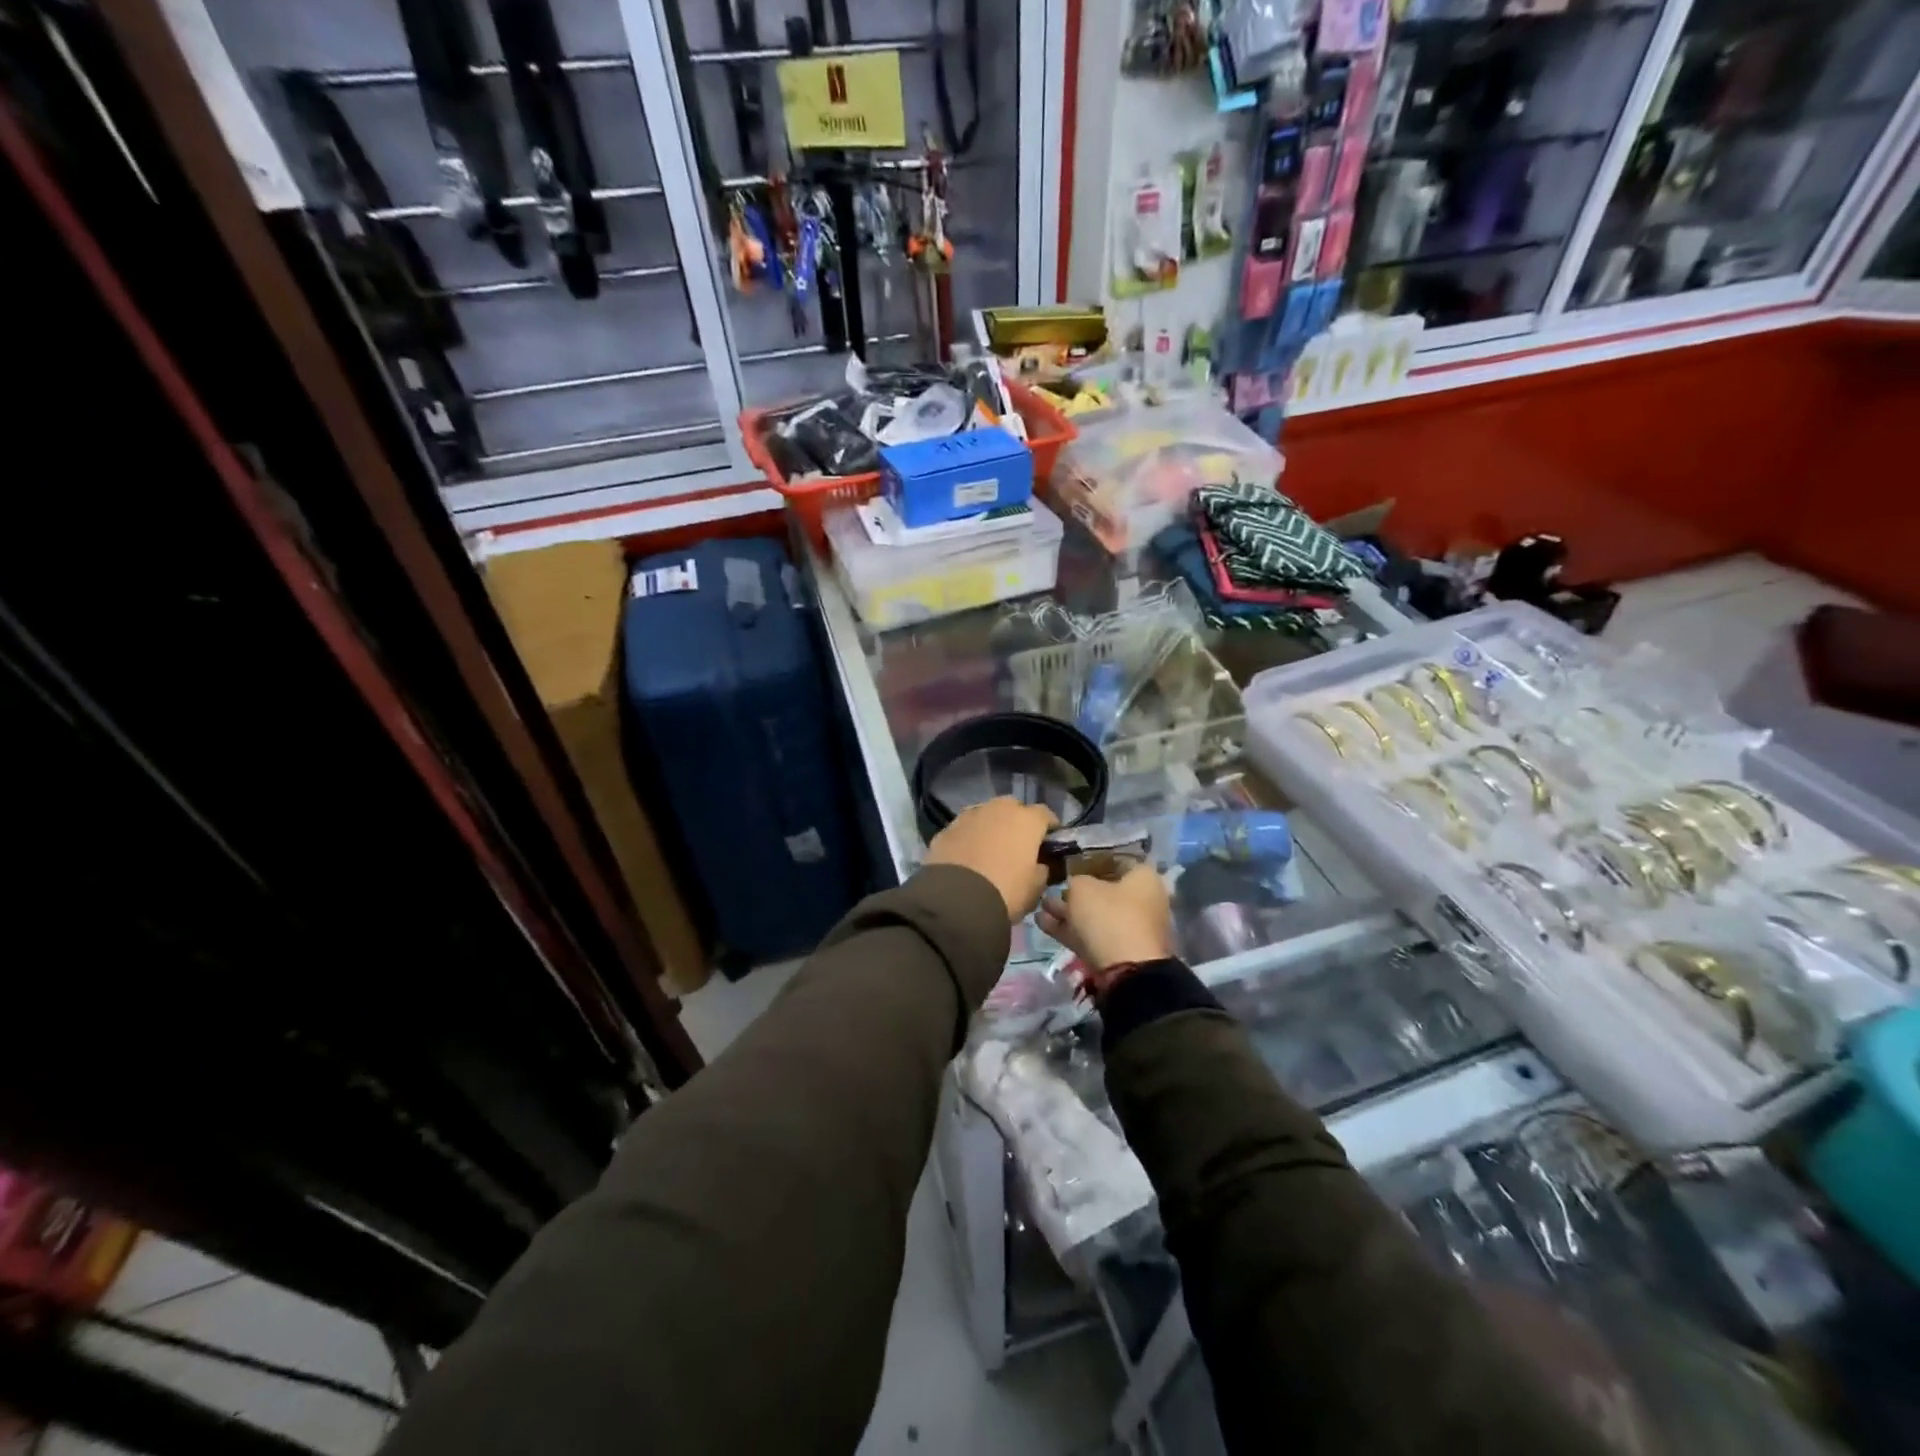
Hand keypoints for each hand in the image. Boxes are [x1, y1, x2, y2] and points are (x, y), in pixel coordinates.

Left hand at [924, 798, 1057, 922]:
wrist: (956, 900)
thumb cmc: (1006, 891)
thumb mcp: (1035, 887)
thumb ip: (1042, 870)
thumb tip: (1039, 864)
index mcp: (1026, 820)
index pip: (1045, 814)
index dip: (1049, 827)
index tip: (1050, 842)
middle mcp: (998, 809)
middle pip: (1013, 808)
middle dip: (1017, 821)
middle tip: (1018, 844)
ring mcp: (969, 816)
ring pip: (985, 814)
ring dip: (991, 826)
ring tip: (990, 849)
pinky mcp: (946, 829)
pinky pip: (964, 829)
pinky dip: (969, 838)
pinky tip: (967, 856)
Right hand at [1035, 863, 1173, 972]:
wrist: (1126, 971)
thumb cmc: (1109, 916)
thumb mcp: (1083, 888)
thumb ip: (1075, 881)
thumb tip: (1075, 886)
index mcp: (1143, 878)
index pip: (1117, 861)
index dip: (1091, 860)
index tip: (1070, 862)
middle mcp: (1141, 901)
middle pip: (1104, 891)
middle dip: (1075, 890)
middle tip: (1051, 887)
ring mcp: (1130, 929)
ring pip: (1094, 915)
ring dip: (1067, 911)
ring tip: (1040, 905)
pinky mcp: (1117, 952)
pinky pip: (1090, 934)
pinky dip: (1068, 929)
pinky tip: (1042, 922)